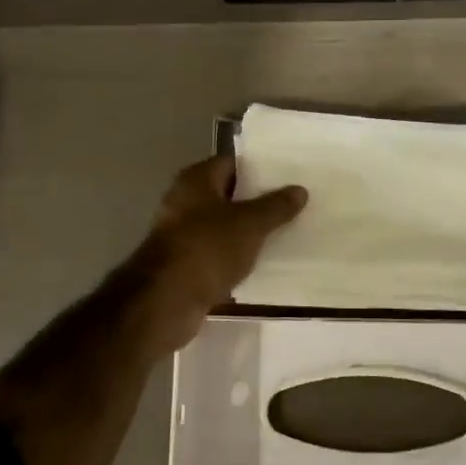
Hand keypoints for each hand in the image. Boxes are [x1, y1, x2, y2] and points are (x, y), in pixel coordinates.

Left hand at [123, 155, 306, 349]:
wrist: (166, 301)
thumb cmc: (207, 248)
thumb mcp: (250, 224)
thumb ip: (276, 206)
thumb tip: (299, 190)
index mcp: (196, 180)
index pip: (233, 163)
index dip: (261, 168)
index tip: (289, 176)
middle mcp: (185, 201)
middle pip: (229, 194)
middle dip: (259, 200)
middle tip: (295, 204)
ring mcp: (183, 234)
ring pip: (225, 226)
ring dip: (249, 231)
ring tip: (287, 232)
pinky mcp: (185, 264)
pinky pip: (218, 253)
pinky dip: (237, 256)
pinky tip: (263, 262)